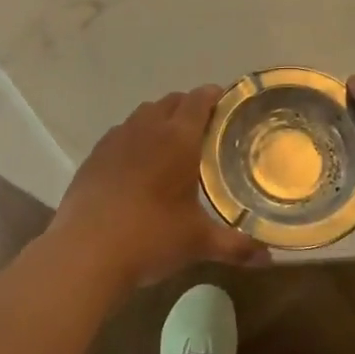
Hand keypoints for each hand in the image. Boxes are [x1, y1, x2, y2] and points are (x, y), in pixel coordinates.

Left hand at [50, 86, 268, 286]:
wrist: (85, 252)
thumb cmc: (150, 237)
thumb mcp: (197, 243)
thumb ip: (236, 246)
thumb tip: (269, 258)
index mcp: (177, 138)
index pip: (199, 99)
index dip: (214, 96)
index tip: (227, 104)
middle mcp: (146, 129)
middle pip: (171, 102)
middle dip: (189, 108)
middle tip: (206, 130)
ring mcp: (115, 140)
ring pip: (143, 114)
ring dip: (160, 120)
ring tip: (172, 146)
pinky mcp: (94, 156)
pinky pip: (121, 134)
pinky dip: (135, 139)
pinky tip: (138, 166)